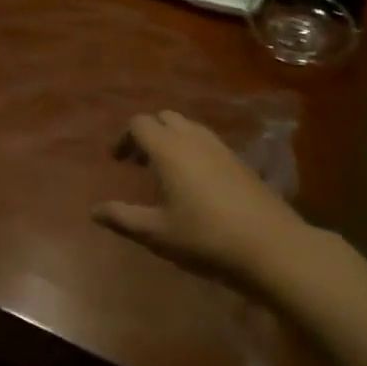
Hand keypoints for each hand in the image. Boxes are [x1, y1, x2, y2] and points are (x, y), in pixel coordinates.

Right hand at [91, 110, 312, 289]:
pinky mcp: (241, 161)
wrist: (272, 247)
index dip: (124, 139)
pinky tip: (196, 183)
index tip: (118, 162)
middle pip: (164, 118)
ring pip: (188, 127)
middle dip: (147, 134)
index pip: (139, 123)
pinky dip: (192, 149)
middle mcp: (193, 139)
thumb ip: (123, 218)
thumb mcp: (157, 233)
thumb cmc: (206, 238)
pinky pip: (207, 142)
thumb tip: (94, 210)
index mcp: (169, 149)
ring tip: (165, 172)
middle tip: (139, 164)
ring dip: (171, 140)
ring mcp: (221, 147)